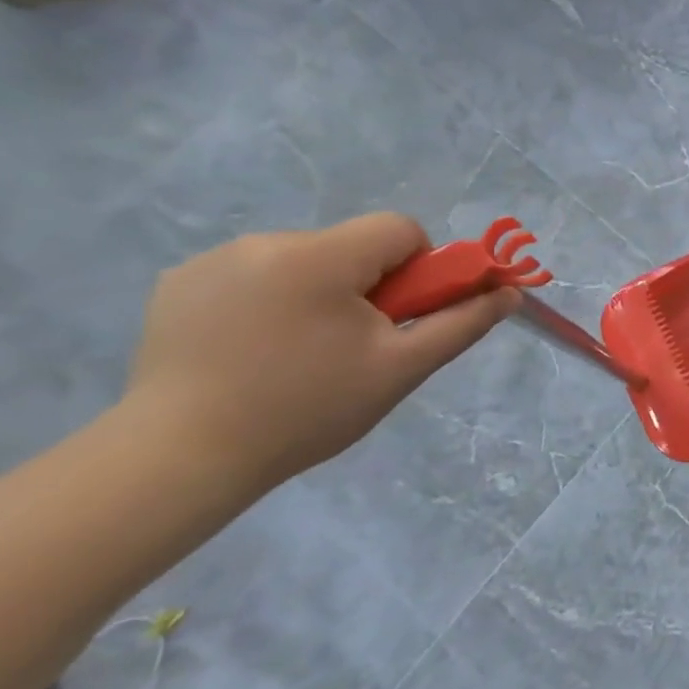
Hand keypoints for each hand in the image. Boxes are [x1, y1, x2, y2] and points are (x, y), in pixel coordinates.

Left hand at [125, 213, 516, 490]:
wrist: (179, 459)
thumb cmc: (306, 410)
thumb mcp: (401, 369)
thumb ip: (462, 323)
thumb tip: (510, 292)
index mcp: (320, 257)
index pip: (399, 230)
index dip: (417, 269)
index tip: (398, 317)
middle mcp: (264, 242)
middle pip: (351, 246)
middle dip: (367, 287)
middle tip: (353, 347)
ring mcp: (213, 260)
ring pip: (304, 260)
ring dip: (319, 293)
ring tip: (297, 355)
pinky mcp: (178, 283)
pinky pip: (254, 275)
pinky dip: (270, 301)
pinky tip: (252, 351)